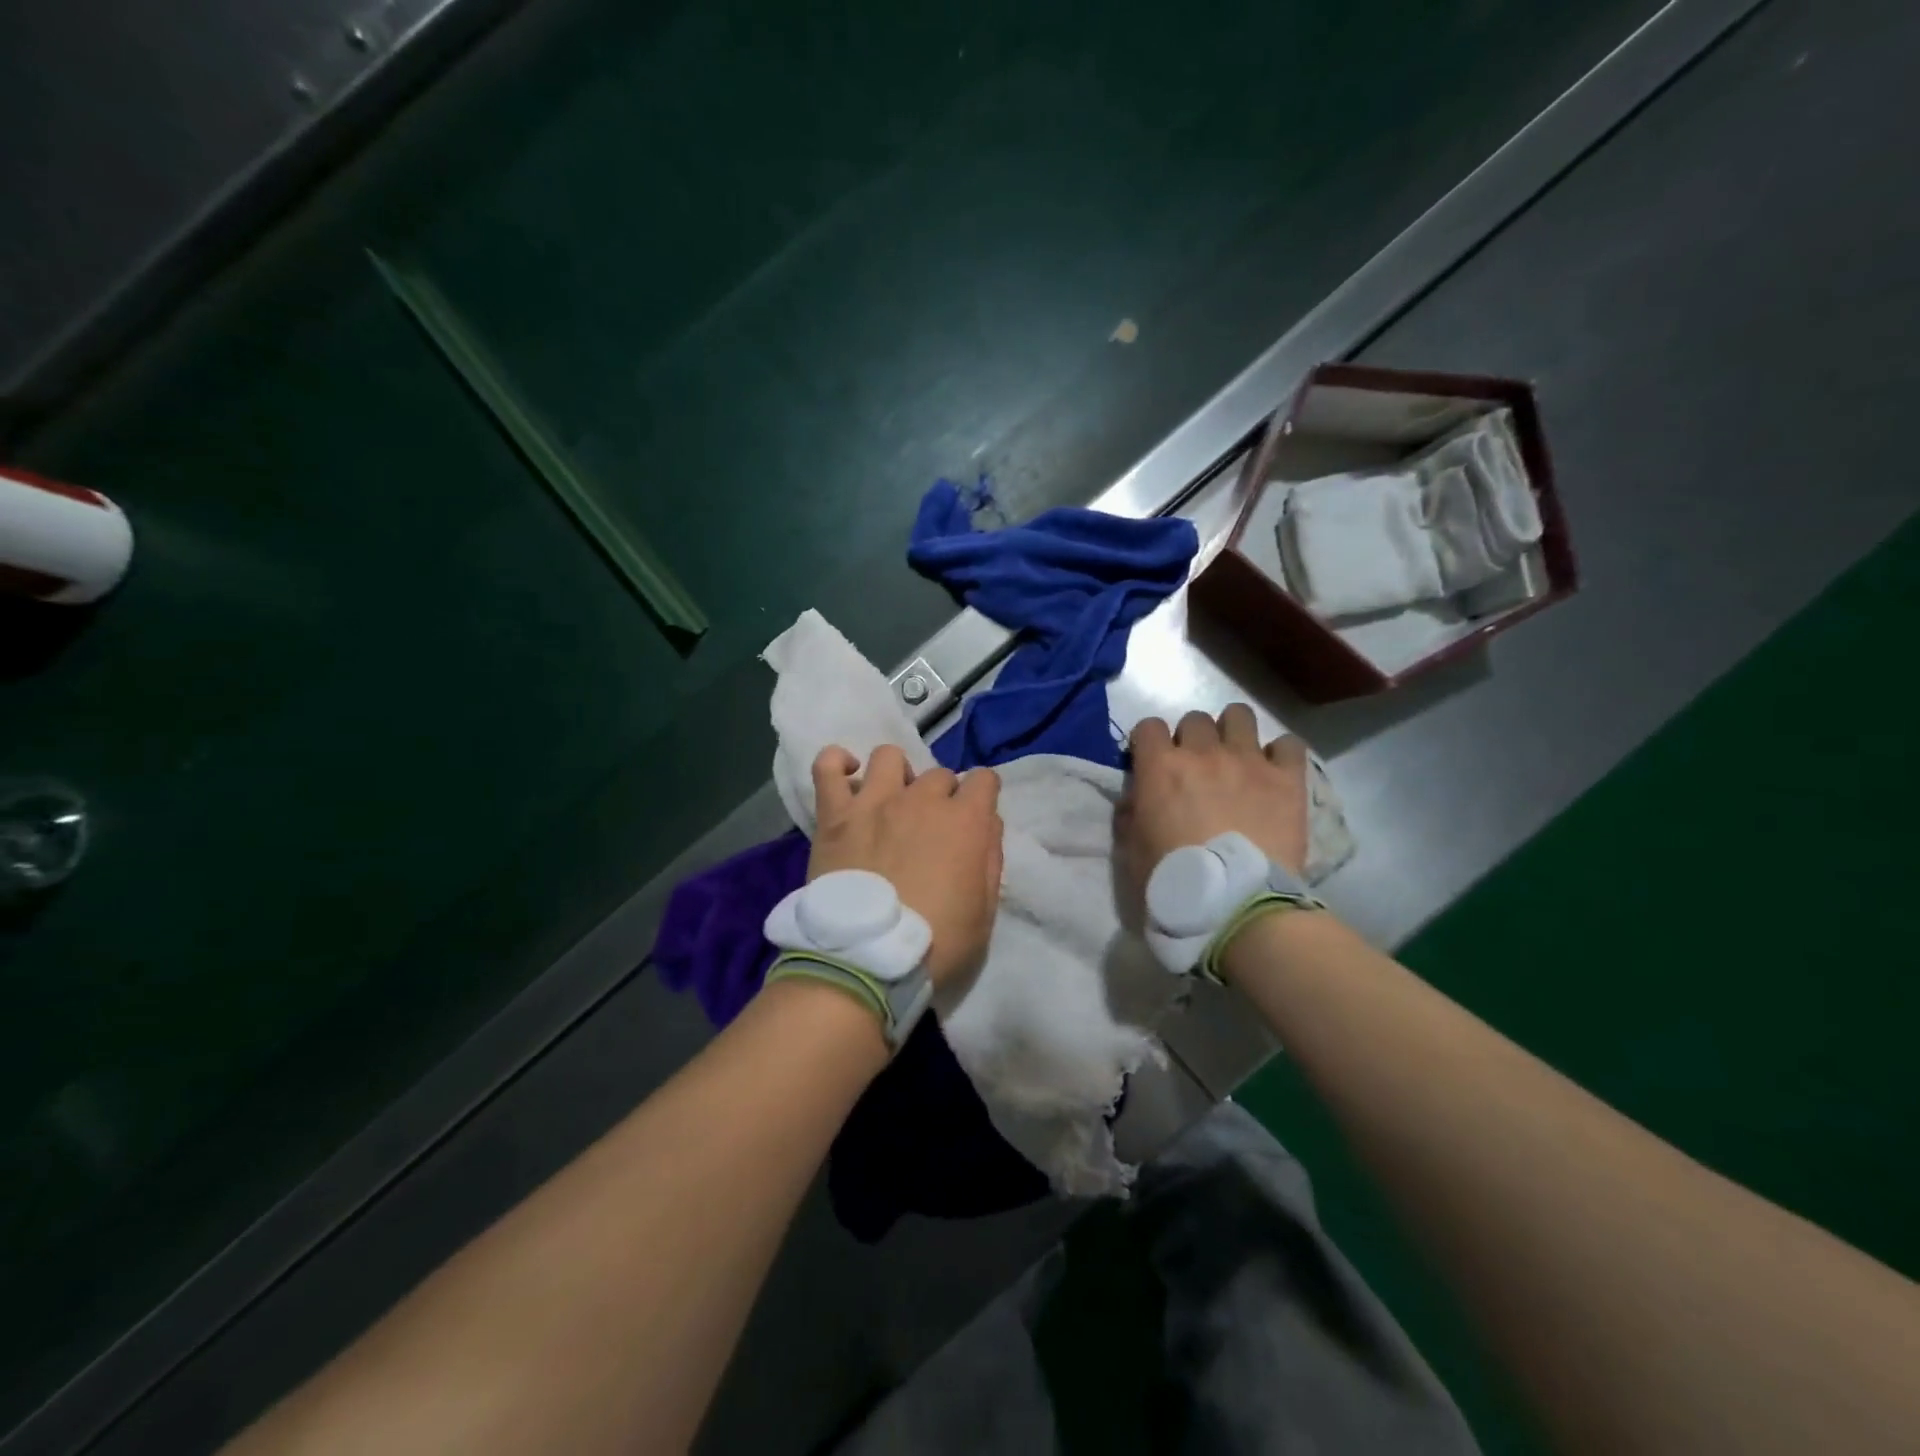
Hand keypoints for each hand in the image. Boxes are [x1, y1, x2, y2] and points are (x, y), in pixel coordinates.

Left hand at [808, 746, 1003, 989]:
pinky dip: (836, 764)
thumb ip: (990, 859)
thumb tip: (989, 823)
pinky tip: (847, 778)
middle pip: (938, 774)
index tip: (974, 820)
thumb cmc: (935, 945)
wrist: (864, 962)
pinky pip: (827, 767)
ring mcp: (874, 802)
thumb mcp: (986, 913)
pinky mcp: (834, 814)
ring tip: (890, 803)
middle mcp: (921, 800)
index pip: (984, 780)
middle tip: (929, 830)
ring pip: (889, 757)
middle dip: (941, 796)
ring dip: (896, 775)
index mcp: (964, 822)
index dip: (981, 798)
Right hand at [1117, 705, 1308, 888]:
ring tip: (1237, 758)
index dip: (1148, 743)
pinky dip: (1280, 754)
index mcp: (1160, 767)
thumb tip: (1137, 798)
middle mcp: (1203, 752)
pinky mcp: (1287, 778)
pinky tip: (1275, 772)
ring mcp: (1248, 760)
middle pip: (1195, 719)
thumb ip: (1131, 815)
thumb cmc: (1175, 880)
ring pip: (1240, 716)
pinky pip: (1288, 744)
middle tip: (1197, 768)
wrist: (1236, 903)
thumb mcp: (1133, 851)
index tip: (1152, 761)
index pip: (1148, 727)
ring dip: (1234, 732)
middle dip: (1192, 739)